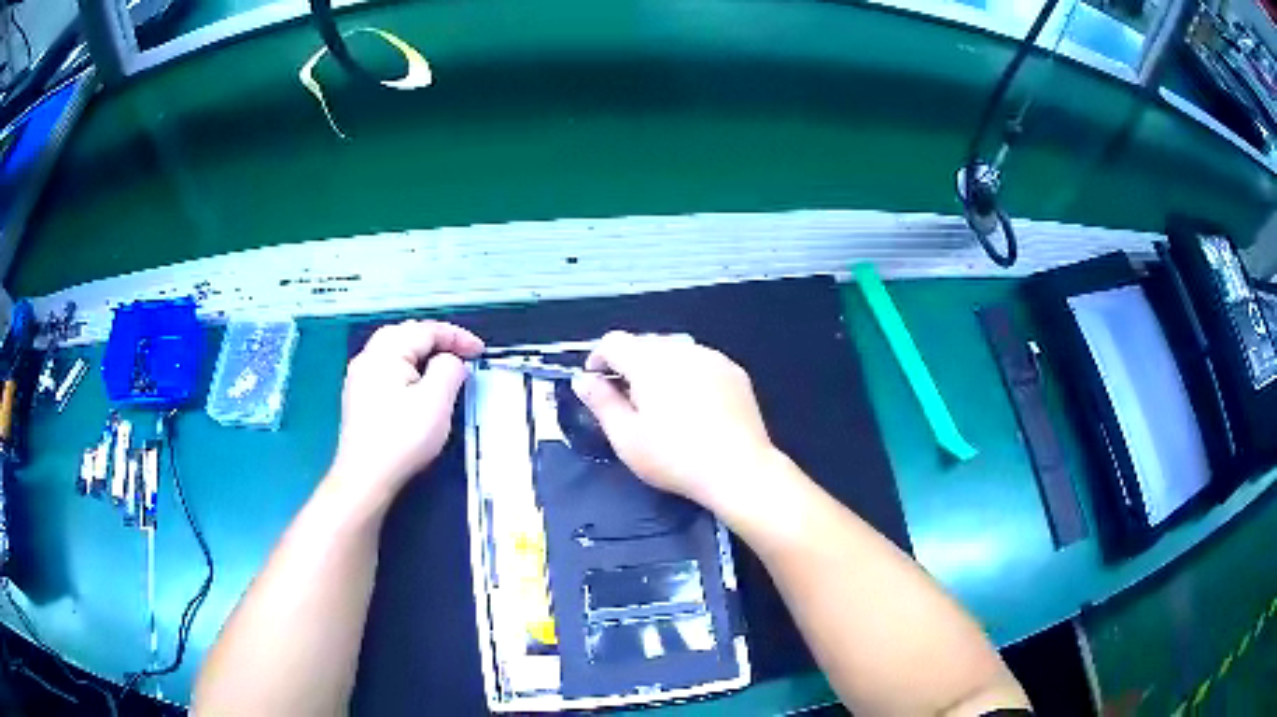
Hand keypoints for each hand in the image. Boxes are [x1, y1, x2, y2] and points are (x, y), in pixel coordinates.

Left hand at [329, 320, 483, 509]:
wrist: (365, 477)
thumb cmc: (402, 438)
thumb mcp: (436, 401)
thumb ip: (449, 369)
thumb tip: (450, 360)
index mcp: (386, 351)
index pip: (426, 330)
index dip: (457, 337)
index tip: (480, 351)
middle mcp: (368, 356)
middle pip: (407, 334)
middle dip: (437, 340)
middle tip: (463, 355)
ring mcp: (359, 376)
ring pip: (395, 351)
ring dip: (422, 354)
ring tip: (444, 367)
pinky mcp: (358, 396)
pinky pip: (387, 369)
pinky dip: (408, 368)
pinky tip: (417, 386)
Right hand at [572, 331, 776, 509]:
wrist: (738, 469)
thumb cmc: (675, 458)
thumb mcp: (626, 437)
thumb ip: (601, 402)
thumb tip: (582, 379)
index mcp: (649, 362)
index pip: (613, 342)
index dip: (598, 359)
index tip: (597, 384)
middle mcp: (681, 350)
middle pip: (645, 343)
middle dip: (629, 365)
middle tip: (628, 402)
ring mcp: (712, 358)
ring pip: (674, 351)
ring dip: (660, 369)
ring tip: (662, 405)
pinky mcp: (734, 372)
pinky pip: (701, 362)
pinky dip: (688, 375)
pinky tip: (694, 406)